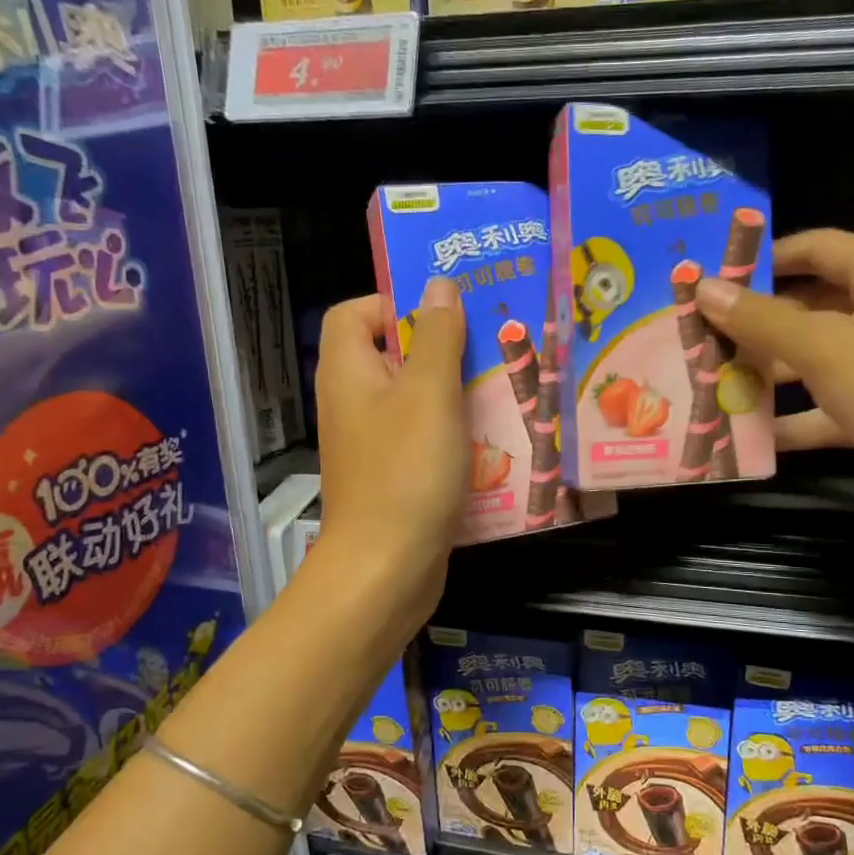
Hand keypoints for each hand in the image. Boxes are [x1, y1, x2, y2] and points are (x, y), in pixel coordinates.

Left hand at [313, 279, 467, 630]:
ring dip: (458, 393)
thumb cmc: (405, 470)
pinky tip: (495, 441)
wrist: (386, 569)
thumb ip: (436, 336)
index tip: (445, 316)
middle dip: (443, 348)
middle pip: (393, 356)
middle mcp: (354, 403)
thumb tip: (438, 285)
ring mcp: (374, 444)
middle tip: (493, 348)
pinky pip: (426, 439)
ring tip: (505, 390)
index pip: (354, 313)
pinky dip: (455, 435)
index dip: (393, 303)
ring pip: (416, 400)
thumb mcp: (428, 393)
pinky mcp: (395, 477)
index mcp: (348, 371)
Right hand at [696, 229, 853, 537]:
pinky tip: (747, 433)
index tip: (715, 276)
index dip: (765, 257)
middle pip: (812, 305)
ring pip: (815, 358)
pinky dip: (791, 419)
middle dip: (758, 322)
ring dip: (768, 372)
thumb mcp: (822, 347)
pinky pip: (825, 407)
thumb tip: (702, 287)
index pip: (818, 247)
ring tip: (713, 381)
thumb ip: (759, 318)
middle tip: (702, 334)